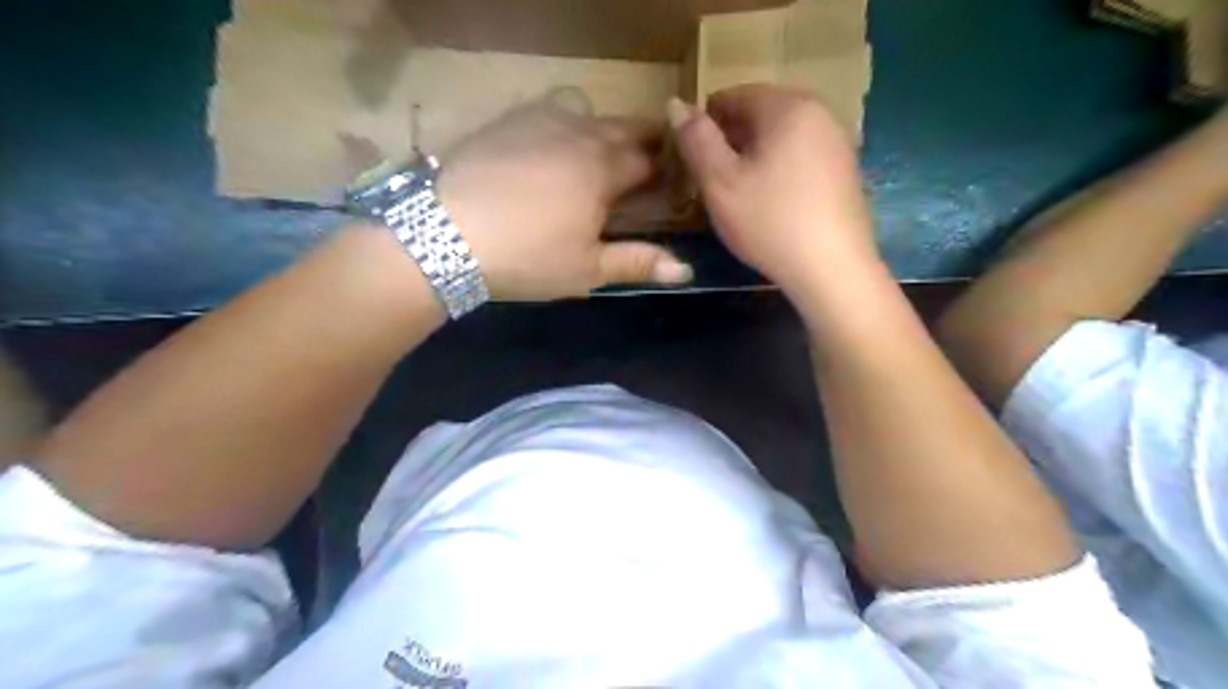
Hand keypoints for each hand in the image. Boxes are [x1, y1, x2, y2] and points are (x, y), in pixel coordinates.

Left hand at [440, 92, 687, 298]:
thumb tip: (686, 271)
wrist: (444, 233)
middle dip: (641, 144)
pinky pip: (548, 111)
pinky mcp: (507, 122)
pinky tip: (550, 149)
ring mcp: (540, 121)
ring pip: (588, 114)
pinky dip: (564, 125)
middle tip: (641, 168)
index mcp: (604, 169)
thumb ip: (637, 263)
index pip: (649, 161)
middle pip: (624, 129)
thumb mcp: (586, 269)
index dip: (664, 171)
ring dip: (603, 131)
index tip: (669, 185)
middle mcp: (579, 134)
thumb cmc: (527, 256)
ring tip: (596, 158)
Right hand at [669, 82, 877, 293]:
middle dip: (730, 141)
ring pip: (780, 137)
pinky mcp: (846, 171)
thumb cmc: (770, 222)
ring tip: (739, 195)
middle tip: (712, 181)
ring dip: (753, 157)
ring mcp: (838, 142)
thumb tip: (675, 104)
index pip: (732, 96)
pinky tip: (771, 204)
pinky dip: (779, 170)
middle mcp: (819, 112)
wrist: (833, 270)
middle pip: (759, 114)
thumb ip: (696, 140)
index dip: (704, 125)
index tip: (692, 160)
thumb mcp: (720, 183)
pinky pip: (800, 157)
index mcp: (788, 105)